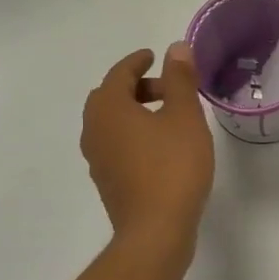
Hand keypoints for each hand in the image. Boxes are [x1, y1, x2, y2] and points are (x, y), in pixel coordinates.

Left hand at [82, 43, 214, 241]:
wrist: (155, 232)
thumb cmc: (173, 167)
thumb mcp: (184, 117)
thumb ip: (180, 79)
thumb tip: (175, 48)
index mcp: (109, 109)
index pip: (119, 74)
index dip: (137, 61)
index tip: (153, 56)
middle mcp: (94, 130)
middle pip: (110, 97)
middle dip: (137, 87)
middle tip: (168, 88)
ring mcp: (97, 159)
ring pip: (112, 122)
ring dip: (135, 111)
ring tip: (169, 116)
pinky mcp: (107, 181)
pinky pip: (116, 144)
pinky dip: (133, 133)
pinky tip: (160, 146)